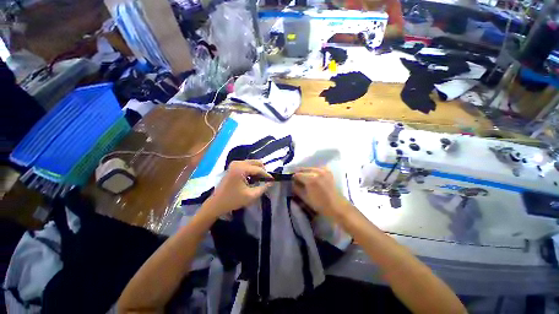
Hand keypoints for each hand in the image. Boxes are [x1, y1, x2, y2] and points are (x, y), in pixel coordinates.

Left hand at [205, 160, 272, 216]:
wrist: (216, 203)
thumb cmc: (233, 200)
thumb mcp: (251, 196)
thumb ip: (263, 188)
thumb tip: (271, 182)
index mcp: (241, 169)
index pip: (258, 169)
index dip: (266, 174)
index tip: (272, 180)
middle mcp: (237, 163)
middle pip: (256, 162)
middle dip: (262, 170)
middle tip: (265, 180)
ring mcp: (234, 164)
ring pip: (252, 163)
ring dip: (257, 170)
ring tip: (259, 180)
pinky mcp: (233, 167)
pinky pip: (246, 165)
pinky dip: (251, 170)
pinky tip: (252, 179)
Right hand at [292, 167, 349, 218]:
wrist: (336, 206)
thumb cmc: (319, 204)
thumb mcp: (305, 198)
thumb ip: (296, 188)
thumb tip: (292, 182)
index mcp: (311, 179)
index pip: (297, 174)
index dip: (293, 178)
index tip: (291, 181)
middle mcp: (317, 172)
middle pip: (303, 169)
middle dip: (299, 173)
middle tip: (296, 178)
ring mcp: (323, 170)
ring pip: (310, 168)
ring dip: (305, 172)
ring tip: (303, 177)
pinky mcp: (328, 171)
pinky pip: (317, 168)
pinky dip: (313, 171)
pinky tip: (312, 176)